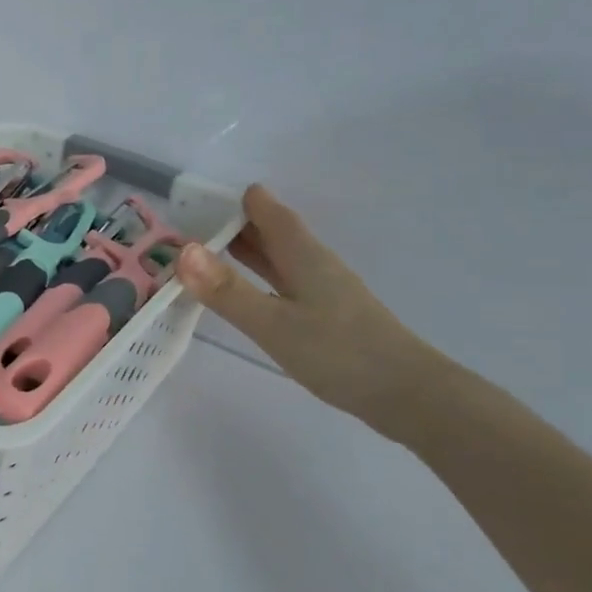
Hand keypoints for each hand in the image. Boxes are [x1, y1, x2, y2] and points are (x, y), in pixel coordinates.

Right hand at [178, 185, 443, 434]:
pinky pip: (284, 282)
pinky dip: (259, 277)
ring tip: (209, 250)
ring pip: (280, 258)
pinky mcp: (328, 316)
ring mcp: (325, 291)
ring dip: (248, 250)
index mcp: (304, 256)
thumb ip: (228, 290)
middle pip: (274, 233)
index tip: (203, 196)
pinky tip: (247, 292)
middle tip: (194, 222)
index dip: (240, 201)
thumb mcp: (273, 324)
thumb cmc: (339, 353)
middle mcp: (315, 265)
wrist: (408, 395)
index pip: (270, 213)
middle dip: (236, 224)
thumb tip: (183, 250)